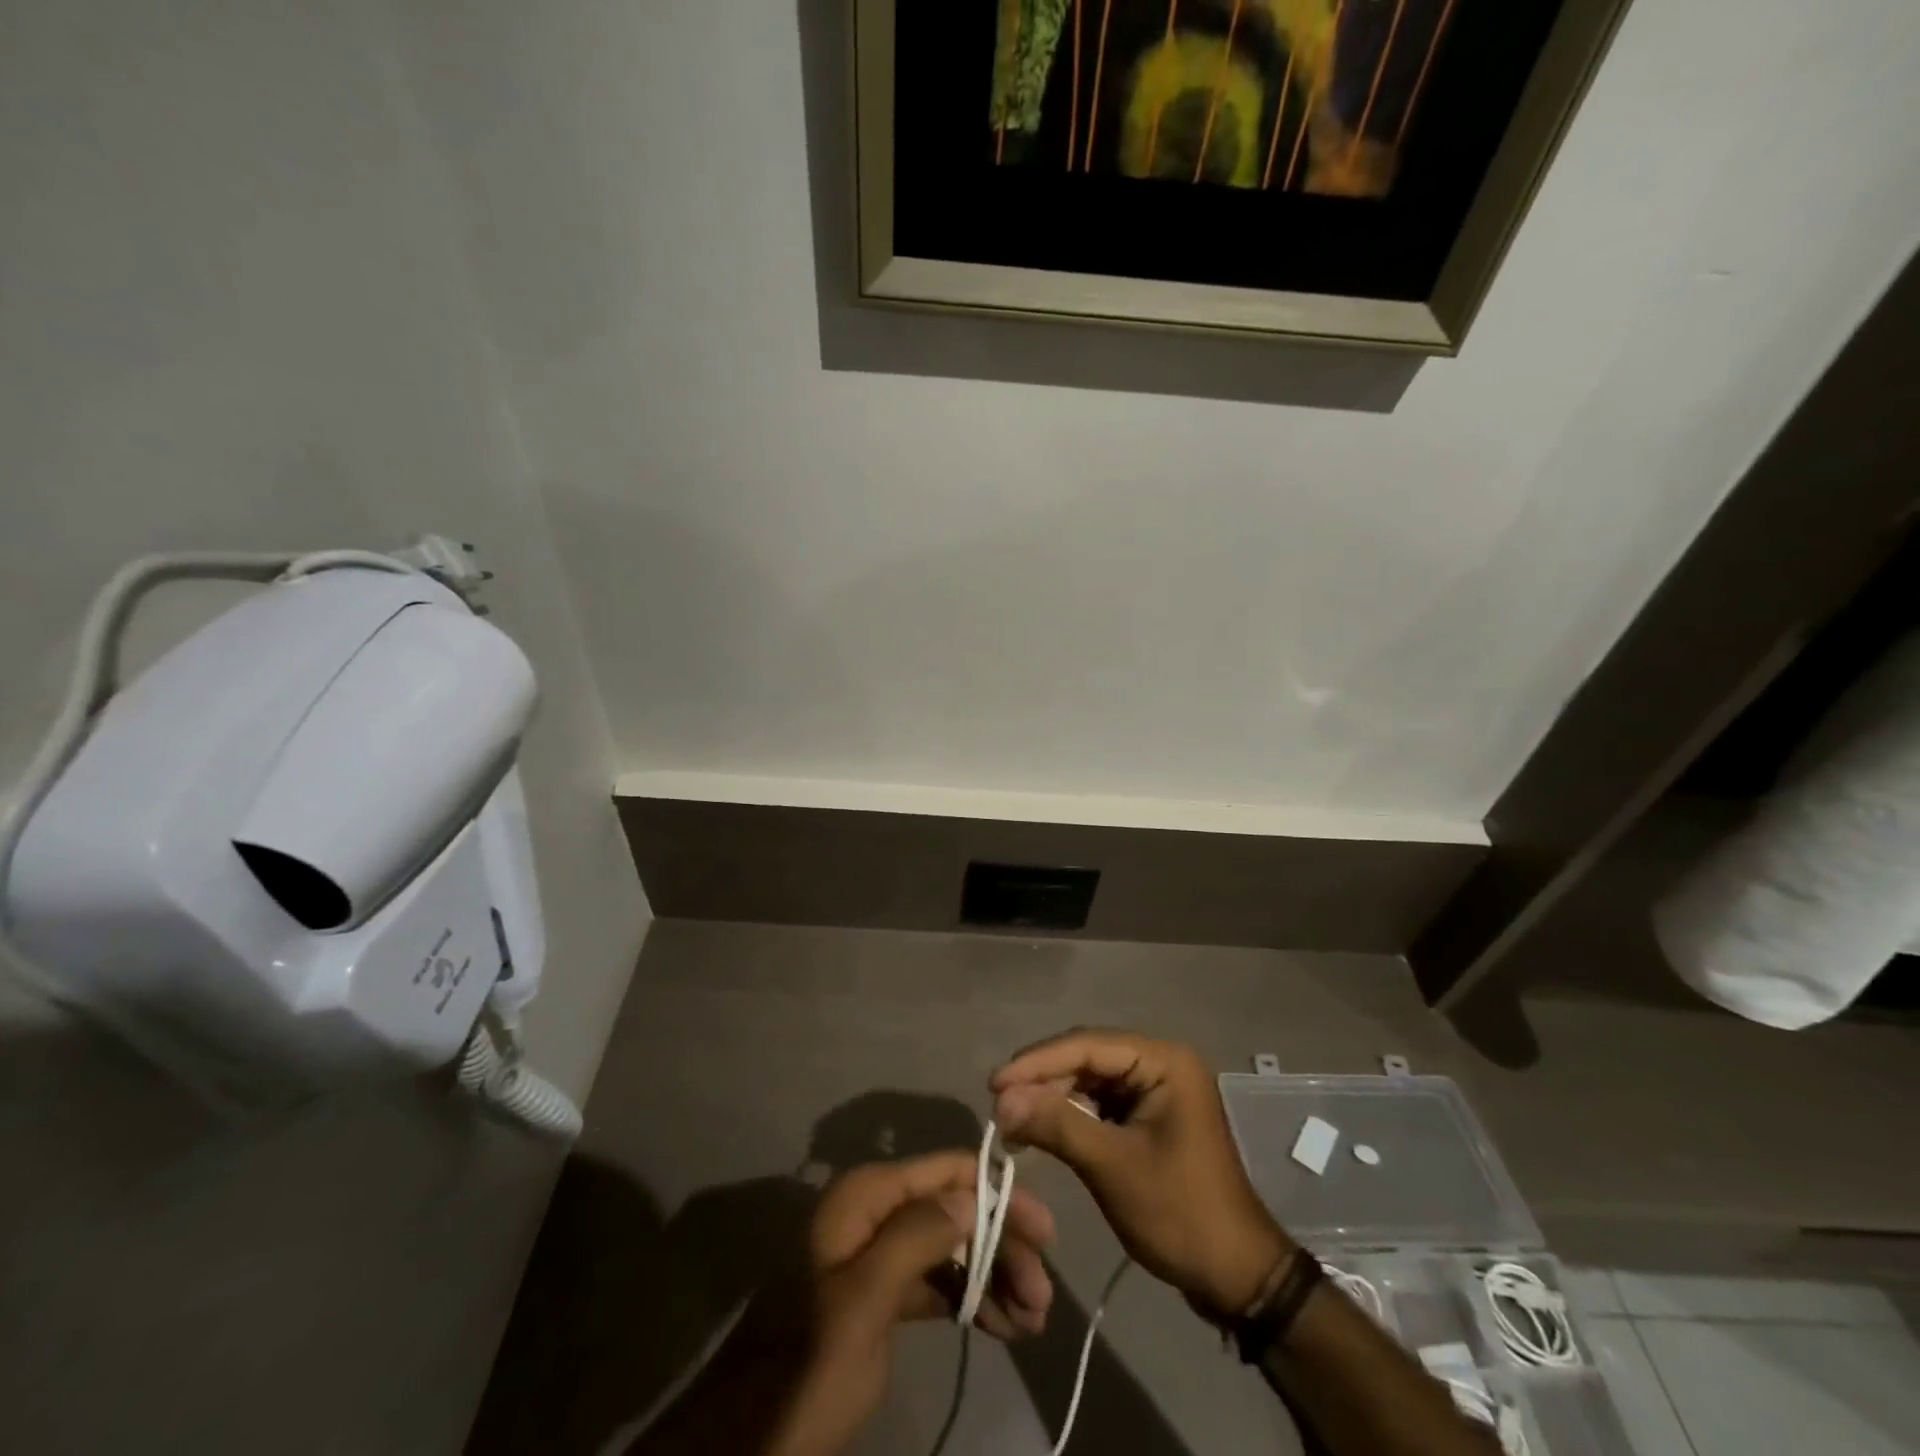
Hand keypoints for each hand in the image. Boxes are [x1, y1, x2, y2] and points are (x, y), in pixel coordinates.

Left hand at [768, 1151, 1054, 1455]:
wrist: (750, 1438)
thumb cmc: (808, 1364)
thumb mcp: (865, 1301)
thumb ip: (917, 1237)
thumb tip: (972, 1195)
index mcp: (866, 1195)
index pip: (947, 1172)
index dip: (999, 1195)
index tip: (1046, 1234)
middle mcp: (875, 1211)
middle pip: (954, 1212)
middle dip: (1001, 1249)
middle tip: (1042, 1299)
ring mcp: (878, 1252)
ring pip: (951, 1249)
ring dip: (993, 1278)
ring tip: (1033, 1320)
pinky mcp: (881, 1294)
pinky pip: (936, 1283)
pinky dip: (970, 1300)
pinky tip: (1003, 1326)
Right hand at [991, 1029, 1292, 1321]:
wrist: (1238, 1278)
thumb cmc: (1181, 1214)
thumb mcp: (1113, 1167)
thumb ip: (1057, 1124)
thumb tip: (1001, 1099)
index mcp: (1163, 1061)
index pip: (1087, 1045)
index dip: (1037, 1062)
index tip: (993, 1083)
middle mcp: (1160, 1063)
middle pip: (1087, 1058)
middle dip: (1042, 1080)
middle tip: (999, 1104)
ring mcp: (1155, 1090)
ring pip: (1089, 1080)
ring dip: (1052, 1097)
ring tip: (1012, 1118)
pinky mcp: (1148, 1117)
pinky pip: (1100, 1103)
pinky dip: (1070, 1115)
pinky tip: (1041, 1128)